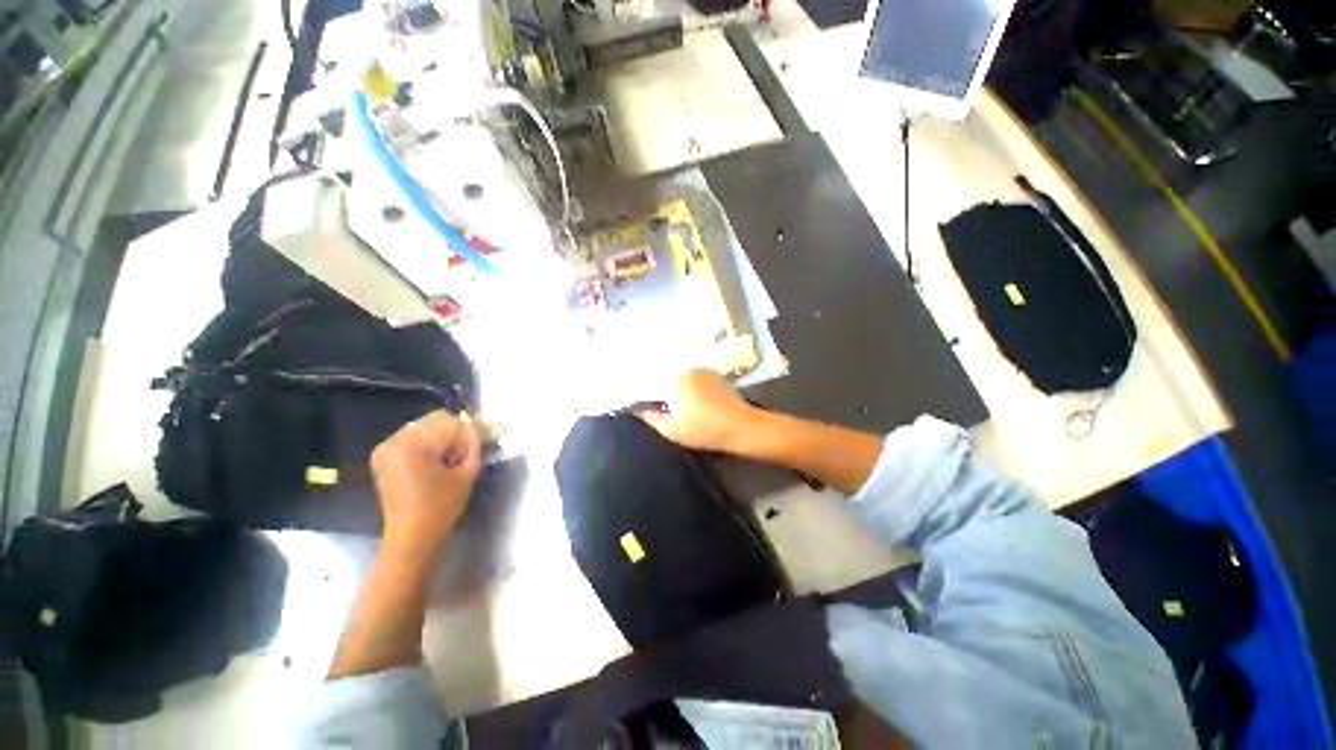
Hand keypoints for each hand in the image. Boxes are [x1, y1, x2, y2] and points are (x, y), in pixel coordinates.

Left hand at [370, 410, 480, 550]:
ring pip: (424, 427)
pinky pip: (412, 437)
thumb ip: (474, 444)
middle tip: (468, 449)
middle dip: (455, 432)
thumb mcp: (467, 473)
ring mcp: (385, 448)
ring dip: (442, 437)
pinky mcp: (383, 456)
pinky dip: (428, 443)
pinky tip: (437, 460)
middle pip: (435, 420)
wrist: (410, 537)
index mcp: (412, 444)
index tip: (485, 437)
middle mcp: (394, 440)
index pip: (450, 421)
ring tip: (452, 457)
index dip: (470, 429)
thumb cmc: (441, 507)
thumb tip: (478, 426)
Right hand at [638, 369, 759, 452]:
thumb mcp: (672, 430)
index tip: (644, 402)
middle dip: (663, 389)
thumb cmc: (704, 429)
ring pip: (683, 377)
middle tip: (662, 405)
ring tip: (679, 404)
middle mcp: (688, 369)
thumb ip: (651, 418)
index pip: (653, 381)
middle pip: (668, 377)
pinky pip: (697, 378)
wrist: (741, 427)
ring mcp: (704, 370)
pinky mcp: (716, 375)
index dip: (647, 391)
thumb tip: (638, 409)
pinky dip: (692, 386)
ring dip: (679, 387)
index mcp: (675, 380)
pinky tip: (695, 399)